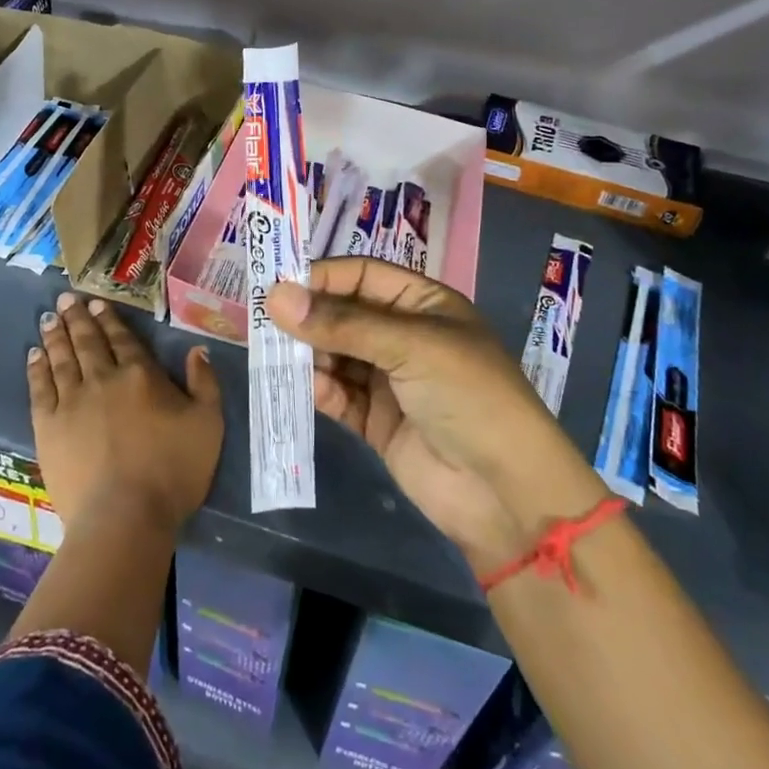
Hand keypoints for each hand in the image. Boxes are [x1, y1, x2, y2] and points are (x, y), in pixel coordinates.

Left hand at [28, 291, 223, 534]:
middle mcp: (103, 378)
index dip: (109, 319)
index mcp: (140, 375)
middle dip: (77, 318)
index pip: (122, 339)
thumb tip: (197, 350)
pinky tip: (33, 355)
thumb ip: (204, 383)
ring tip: (49, 318)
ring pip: (62, 358)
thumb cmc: (173, 471)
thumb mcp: (208, 424)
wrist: (125, 515)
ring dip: (56, 336)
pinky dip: (36, 368)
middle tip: (66, 299)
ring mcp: (71, 401)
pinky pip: (39, 388)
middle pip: (88, 342)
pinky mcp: (48, 426)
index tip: (96, 303)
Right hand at [267, 259, 598, 575]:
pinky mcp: (376, 421)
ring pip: (335, 355)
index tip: (277, 285)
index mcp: (423, 305)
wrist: (506, 493)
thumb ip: (342, 324)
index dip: (322, 277)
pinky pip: (337, 395)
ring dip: (307, 353)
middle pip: (343, 314)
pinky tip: (299, 385)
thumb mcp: (411, 347)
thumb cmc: (469, 396)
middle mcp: (403, 336)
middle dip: (307, 316)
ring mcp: (389, 380)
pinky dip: (317, 389)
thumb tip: (275, 296)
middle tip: (262, 320)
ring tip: (271, 352)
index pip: (362, 275)